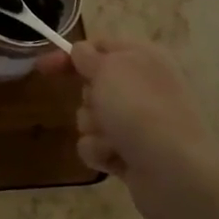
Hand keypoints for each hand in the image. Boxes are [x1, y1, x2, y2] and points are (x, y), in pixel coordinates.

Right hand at [39, 39, 218, 218]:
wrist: (176, 172)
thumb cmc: (140, 110)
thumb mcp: (108, 69)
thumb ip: (87, 56)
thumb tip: (80, 51)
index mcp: (143, 58)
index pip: (99, 46)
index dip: (70, 55)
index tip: (43, 68)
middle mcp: (143, 87)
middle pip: (92, 85)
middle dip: (87, 98)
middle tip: (100, 106)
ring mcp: (139, 123)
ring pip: (91, 118)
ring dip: (93, 128)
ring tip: (112, 139)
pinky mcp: (132, 153)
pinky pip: (97, 146)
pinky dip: (101, 152)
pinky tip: (116, 158)